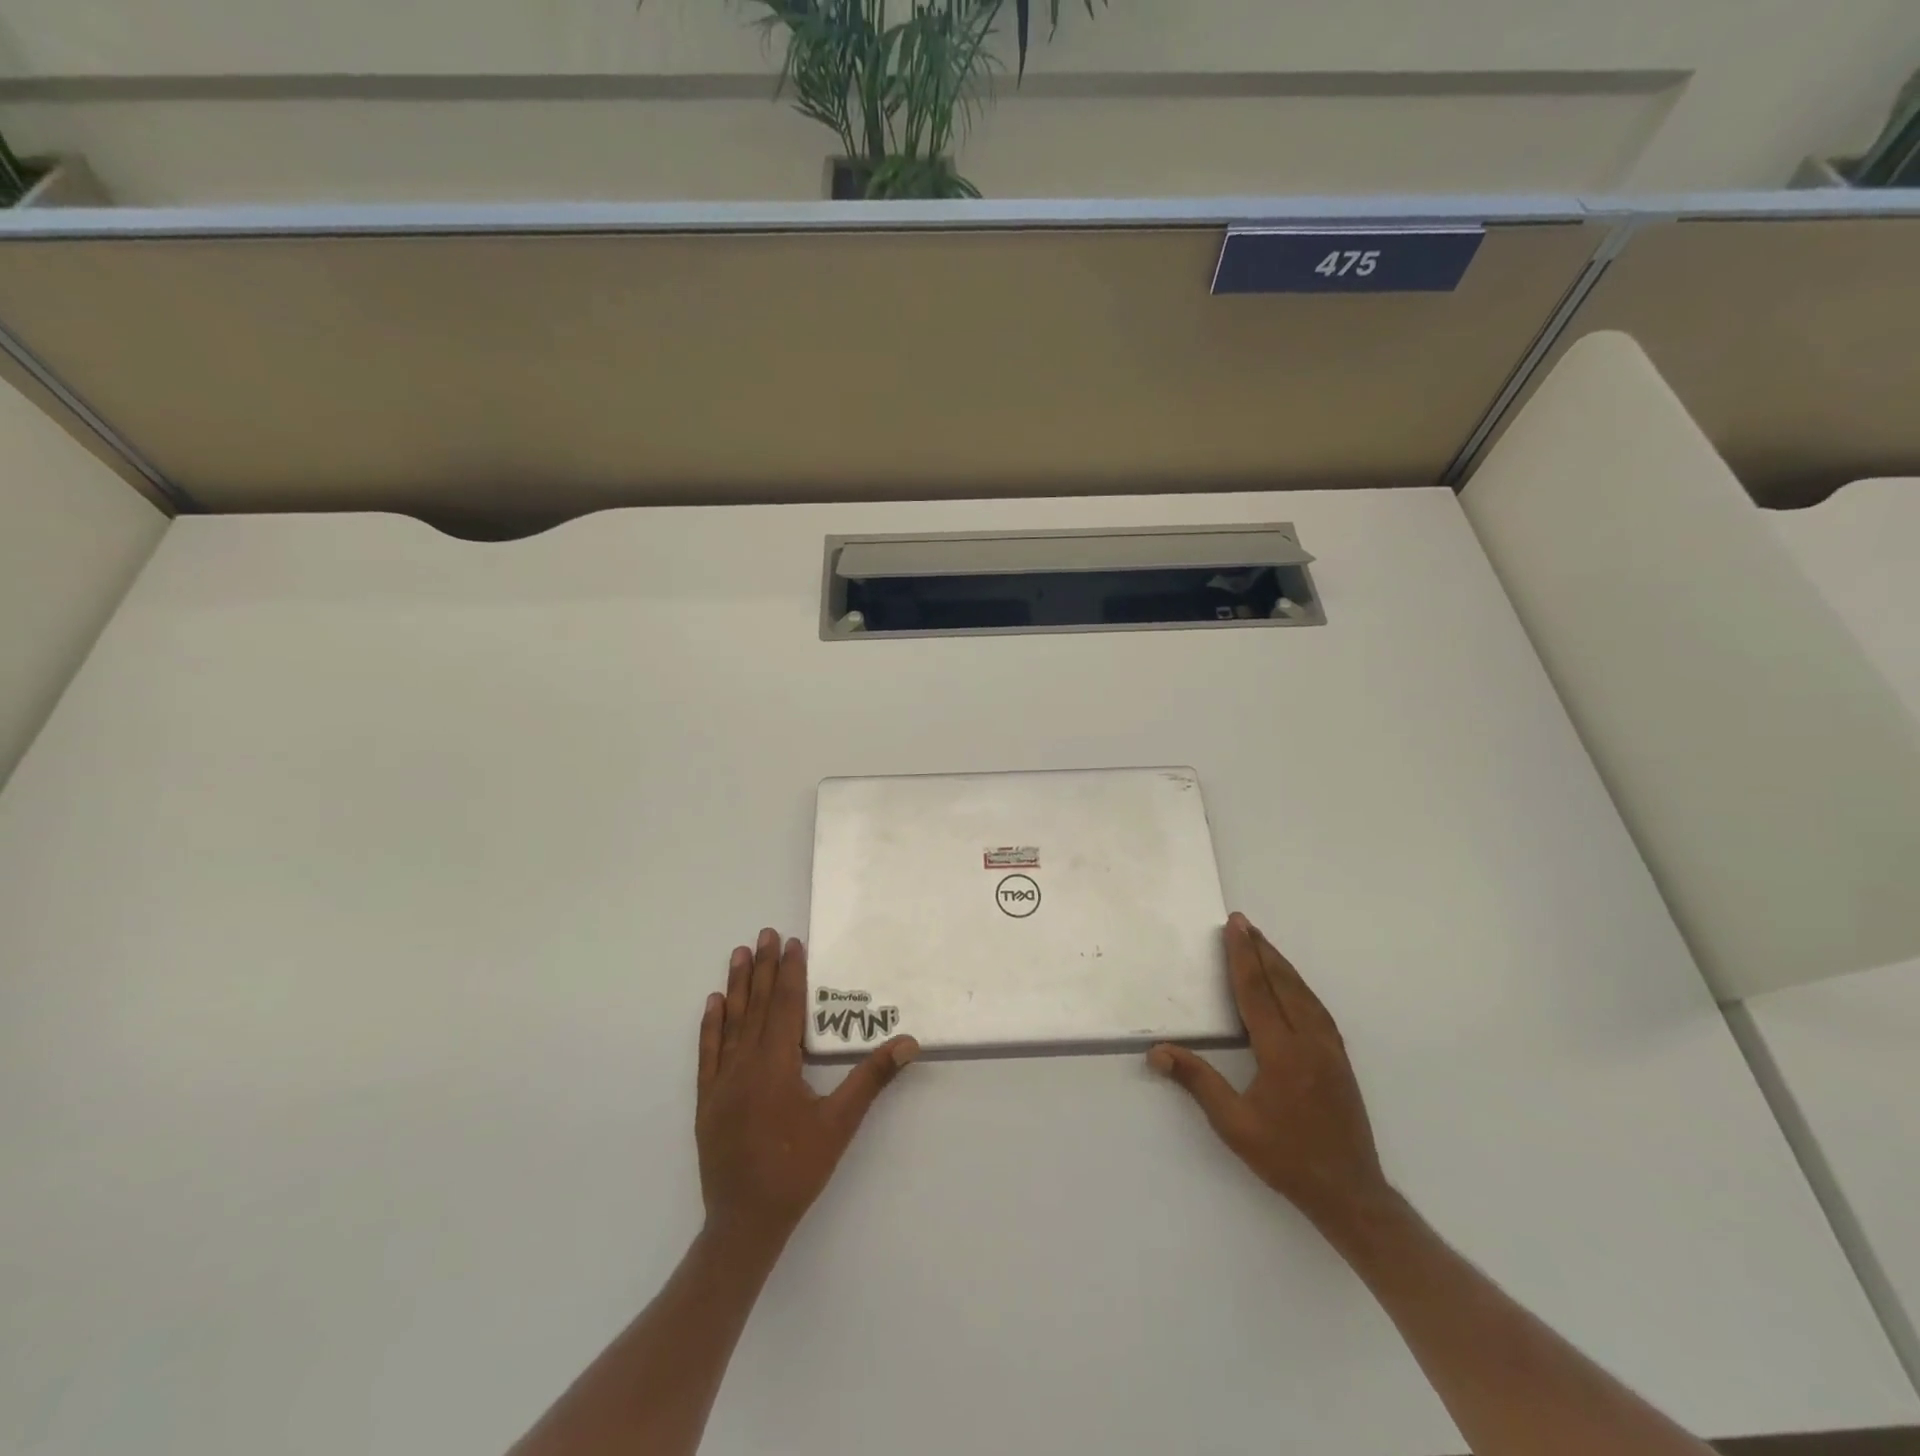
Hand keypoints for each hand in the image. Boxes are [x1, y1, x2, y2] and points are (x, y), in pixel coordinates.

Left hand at [695, 928, 918, 1250]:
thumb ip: (871, 1079)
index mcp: (775, 1066)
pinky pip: (708, 1052)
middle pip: (758, 1006)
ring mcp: (721, 1082)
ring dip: (737, 986)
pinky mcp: (707, 1100)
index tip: (793, 943)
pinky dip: (711, 1025)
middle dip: (765, 968)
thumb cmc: (797, 1170)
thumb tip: (907, 1043)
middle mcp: (744, 1065)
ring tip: (740, 953)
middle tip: (766, 933)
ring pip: (731, 1022)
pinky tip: (714, 1002)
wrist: (744, 1223)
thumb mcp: (840, 1124)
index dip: (791, 973)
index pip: (786, 1007)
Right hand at [1149, 912, 1387, 1231]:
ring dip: (1281, 964)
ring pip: (1303, 993)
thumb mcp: (1234, 1125)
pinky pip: (1316, 1008)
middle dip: (1260, 950)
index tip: (1234, 927)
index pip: (1256, 992)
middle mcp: (1309, 1041)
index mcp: (1282, 1053)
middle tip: (1243, 922)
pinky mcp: (1339, 1059)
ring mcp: (1330, 1049)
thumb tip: (1158, 1052)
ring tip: (1263, 942)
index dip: (1242, 957)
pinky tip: (1292, 984)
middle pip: (1282, 984)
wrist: (1351, 1193)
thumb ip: (1198, 1082)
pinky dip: (1299, 985)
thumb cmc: (1287, 1158)